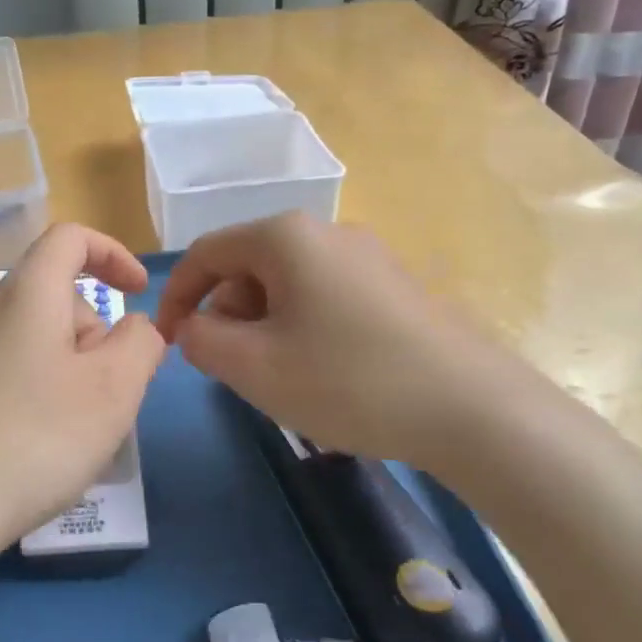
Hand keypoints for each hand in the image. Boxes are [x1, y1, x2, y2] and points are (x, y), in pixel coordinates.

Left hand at [0, 223, 167, 558]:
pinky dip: (28, 388)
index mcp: (24, 295)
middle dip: (90, 331)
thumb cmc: (36, 439)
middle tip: (104, 394)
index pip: (69, 238)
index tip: (137, 293)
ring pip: (27, 336)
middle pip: (51, 295)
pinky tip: (27, 444)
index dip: (112, 253)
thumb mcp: (114, 390)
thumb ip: (140, 344)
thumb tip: (133, 327)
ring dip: (62, 365)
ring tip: (69, 428)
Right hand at [153, 213, 529, 471]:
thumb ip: (200, 339)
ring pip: (287, 285)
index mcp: (284, 238)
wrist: (473, 409)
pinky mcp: (396, 286)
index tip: (167, 340)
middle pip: (249, 266)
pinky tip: (323, 372)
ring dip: (265, 325)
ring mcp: (368, 256)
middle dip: (226, 314)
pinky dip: (303, 328)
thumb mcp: (252, 366)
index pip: (206, 253)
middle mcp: (326, 232)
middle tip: (231, 367)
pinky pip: (325, 297)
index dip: (176, 295)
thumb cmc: (347, 380)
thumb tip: (195, 325)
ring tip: (280, 376)